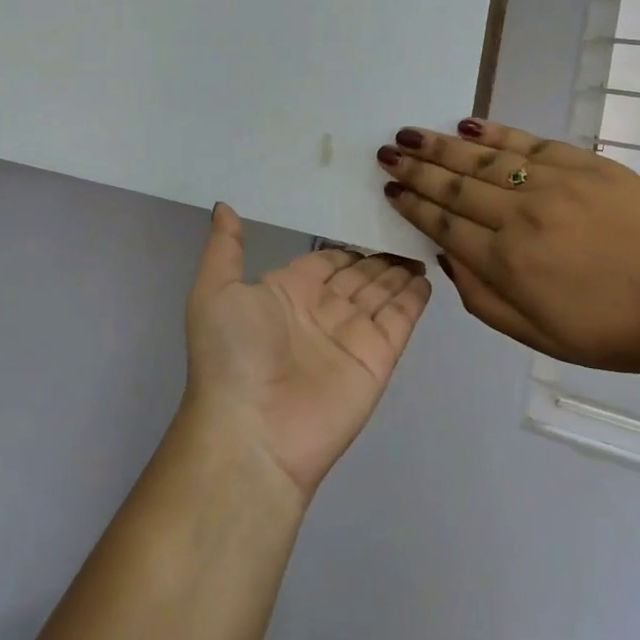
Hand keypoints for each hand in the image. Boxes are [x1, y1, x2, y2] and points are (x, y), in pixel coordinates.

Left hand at [184, 204, 431, 501]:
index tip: (368, 217)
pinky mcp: (377, 359)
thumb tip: (223, 205)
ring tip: (419, 243)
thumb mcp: (215, 291)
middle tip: (404, 226)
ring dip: (398, 272)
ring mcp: (351, 337)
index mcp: (285, 294)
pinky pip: (399, 321)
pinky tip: (425, 275)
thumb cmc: (231, 355)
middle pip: (357, 276)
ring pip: (381, 294)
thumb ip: (225, 247)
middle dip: (377, 257)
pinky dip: (413, 299)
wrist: (251, 433)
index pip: (324, 262)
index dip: (344, 246)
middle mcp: (320, 313)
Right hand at [378, 120, 639, 396]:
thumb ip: (480, 297)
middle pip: (455, 185)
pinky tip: (467, 123)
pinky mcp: (586, 164)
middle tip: (387, 153)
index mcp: (506, 262)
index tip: (390, 189)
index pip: (444, 224)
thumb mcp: (535, 334)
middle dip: (415, 168)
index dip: (413, 205)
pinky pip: (529, 141)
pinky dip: (495, 130)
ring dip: (441, 145)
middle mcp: (520, 215)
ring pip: (484, 158)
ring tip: (410, 134)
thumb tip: (445, 256)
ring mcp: (553, 184)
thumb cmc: (611, 332)